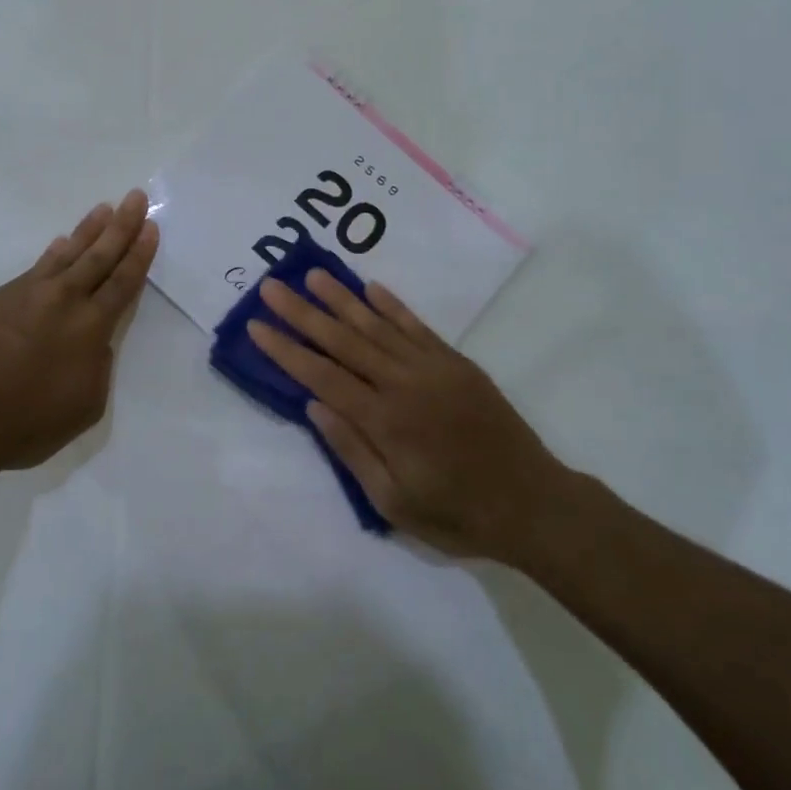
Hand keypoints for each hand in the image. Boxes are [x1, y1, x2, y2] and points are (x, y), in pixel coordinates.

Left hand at [0, 189, 157, 476]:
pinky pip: (32, 270)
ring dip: (87, 231)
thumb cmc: (26, 423)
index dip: (140, 253)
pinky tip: (57, 246)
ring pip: (63, 254)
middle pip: (99, 255)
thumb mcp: (85, 405)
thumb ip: (97, 366)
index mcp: (90, 326)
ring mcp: (23, 294)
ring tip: (102, 210)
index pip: (123, 281)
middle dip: (121, 225)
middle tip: (135, 197)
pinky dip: (50, 256)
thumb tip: (92, 343)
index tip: (151, 225)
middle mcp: (61, 299)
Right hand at [250, 270, 568, 559]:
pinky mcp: (456, 362)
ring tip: (313, 275)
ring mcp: (432, 367)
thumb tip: (314, 405)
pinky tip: (370, 288)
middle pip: (343, 340)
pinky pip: (416, 326)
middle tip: (272, 287)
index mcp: (385, 420)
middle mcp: (404, 383)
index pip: (322, 375)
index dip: (286, 350)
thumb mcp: (396, 504)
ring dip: (342, 299)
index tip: (257, 325)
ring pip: (377, 325)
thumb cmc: (458, 514)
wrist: (533, 503)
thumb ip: (353, 451)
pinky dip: (391, 305)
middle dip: (303, 312)